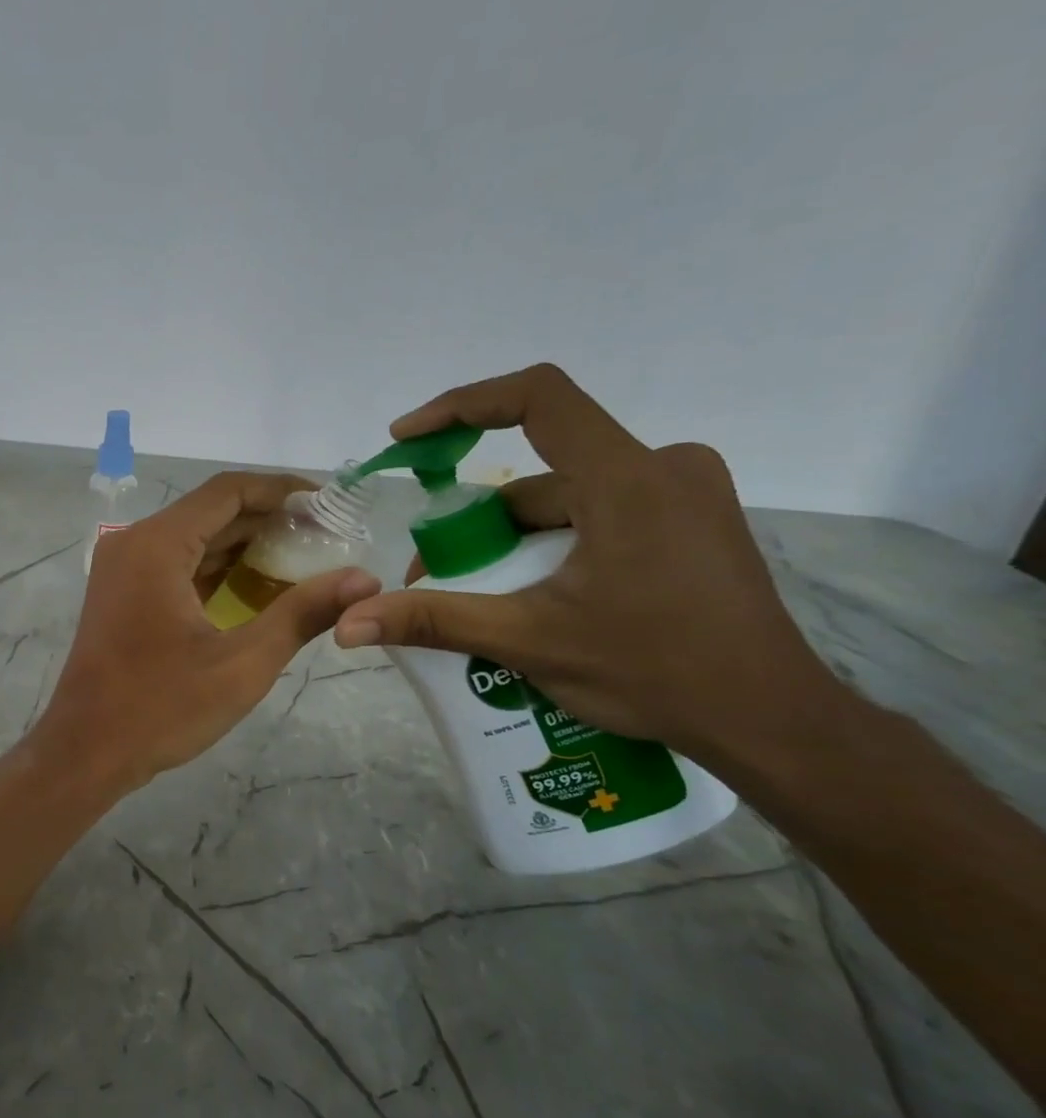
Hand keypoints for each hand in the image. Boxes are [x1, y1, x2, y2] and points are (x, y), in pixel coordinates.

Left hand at [34, 473, 379, 792]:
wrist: (85, 752)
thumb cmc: (160, 708)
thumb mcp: (242, 663)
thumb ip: (303, 613)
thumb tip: (366, 579)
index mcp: (156, 545)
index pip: (228, 492)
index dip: (282, 491)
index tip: (330, 505)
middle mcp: (134, 544)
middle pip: (211, 513)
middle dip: (270, 522)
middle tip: (328, 539)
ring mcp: (123, 570)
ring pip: (194, 540)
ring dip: (246, 547)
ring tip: (306, 562)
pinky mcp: (123, 596)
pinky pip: (177, 567)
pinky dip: (218, 571)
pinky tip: (259, 589)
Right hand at [334, 364, 842, 763]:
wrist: (769, 720)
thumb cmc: (654, 672)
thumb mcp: (529, 641)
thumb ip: (433, 621)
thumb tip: (348, 624)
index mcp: (629, 480)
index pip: (538, 398)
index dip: (462, 406)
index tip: (409, 439)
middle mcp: (664, 468)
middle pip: (541, 470)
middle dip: (478, 520)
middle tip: (437, 574)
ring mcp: (685, 494)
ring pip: (568, 499)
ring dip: (513, 540)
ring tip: (480, 600)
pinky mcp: (692, 522)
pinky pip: (599, 515)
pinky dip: (552, 546)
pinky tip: (534, 598)